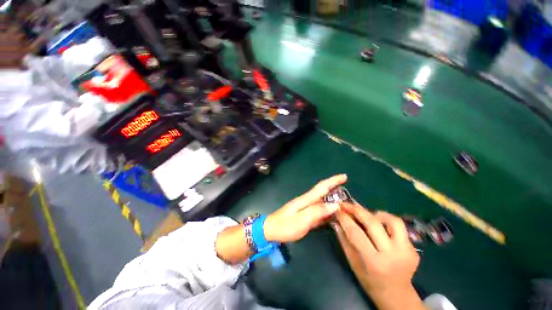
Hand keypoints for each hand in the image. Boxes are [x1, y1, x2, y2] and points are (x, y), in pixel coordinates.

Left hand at [263, 174, 346, 242]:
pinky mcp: (305, 215)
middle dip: (334, 188)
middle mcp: (307, 201)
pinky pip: (319, 210)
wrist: (271, 230)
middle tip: (347, 190)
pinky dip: (327, 210)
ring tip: (344, 202)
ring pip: (322, 201)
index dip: (333, 180)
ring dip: (332, 199)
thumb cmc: (285, 225)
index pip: (322, 187)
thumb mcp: (302, 219)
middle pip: (323, 192)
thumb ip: (318, 211)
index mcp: (307, 199)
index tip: (344, 176)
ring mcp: (305, 208)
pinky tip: (332, 214)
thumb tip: (335, 204)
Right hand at [333, 204, 425, 309]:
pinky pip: (399, 228)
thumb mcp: (353, 264)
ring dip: (376, 213)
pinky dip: (386, 221)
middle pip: (373, 223)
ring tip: (366, 214)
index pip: (356, 233)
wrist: (397, 295)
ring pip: (392, 221)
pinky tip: (378, 224)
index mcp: (374, 262)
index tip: (337, 209)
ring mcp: (407, 251)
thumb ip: (344, 241)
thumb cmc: (370, 282)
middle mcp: (393, 254)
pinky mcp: (414, 249)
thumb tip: (336, 222)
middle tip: (347, 204)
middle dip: (357, 210)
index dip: (345, 218)